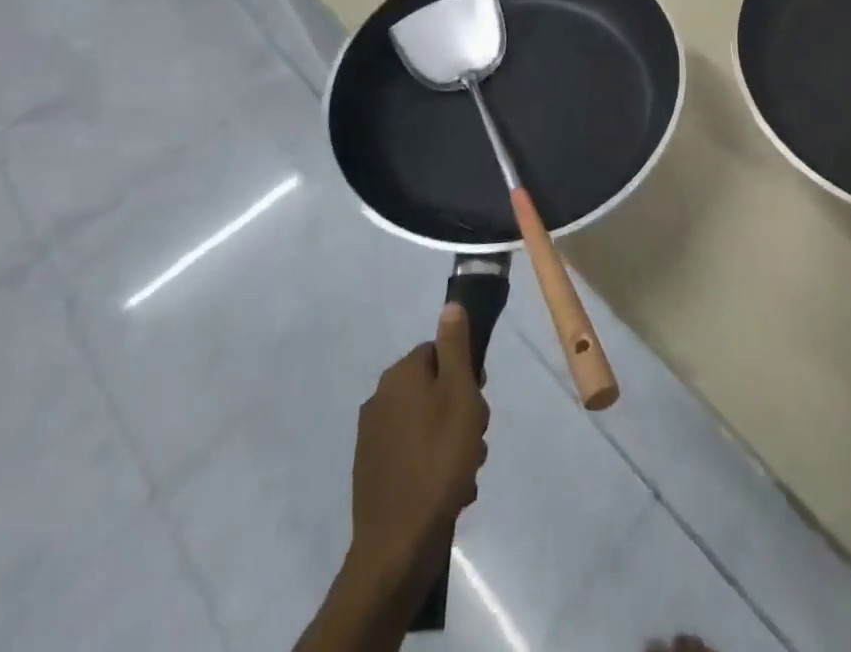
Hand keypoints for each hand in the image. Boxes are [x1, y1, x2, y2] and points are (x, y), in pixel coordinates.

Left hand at [348, 303, 490, 595]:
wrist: (398, 544)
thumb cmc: (438, 459)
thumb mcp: (459, 394)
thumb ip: (456, 347)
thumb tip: (450, 305)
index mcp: (399, 375)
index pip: (438, 352)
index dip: (464, 373)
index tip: (478, 399)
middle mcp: (380, 399)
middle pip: (434, 389)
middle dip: (460, 411)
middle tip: (474, 438)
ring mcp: (373, 439)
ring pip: (427, 424)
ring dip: (452, 442)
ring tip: (465, 471)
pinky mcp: (373, 474)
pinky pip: (415, 455)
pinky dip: (434, 467)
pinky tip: (450, 490)